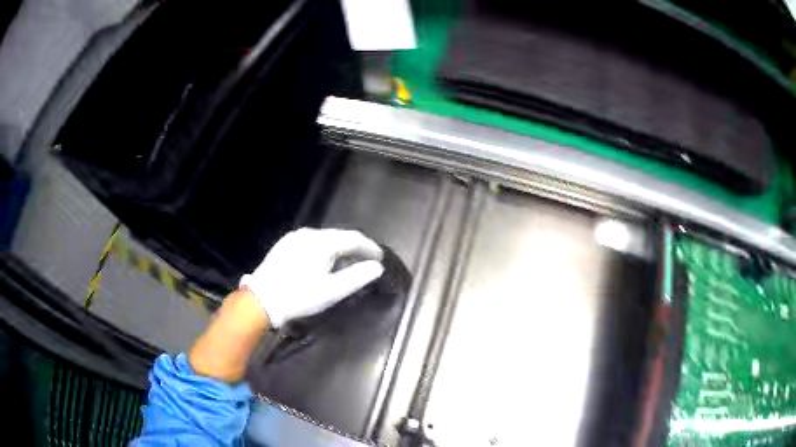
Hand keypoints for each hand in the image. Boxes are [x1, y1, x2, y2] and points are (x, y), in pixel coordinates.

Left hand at [240, 228, 384, 327]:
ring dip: (338, 249)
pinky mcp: (284, 245)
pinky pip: (310, 242)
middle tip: (366, 260)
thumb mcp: (332, 291)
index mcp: (322, 242)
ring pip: (324, 239)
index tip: (379, 257)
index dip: (369, 247)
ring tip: (347, 263)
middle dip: (354, 248)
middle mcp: (308, 233)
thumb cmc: (299, 296)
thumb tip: (377, 267)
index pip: (353, 238)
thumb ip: (357, 277)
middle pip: (338, 236)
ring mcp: (293, 237)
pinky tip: (323, 262)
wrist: (261, 300)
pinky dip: (323, 250)